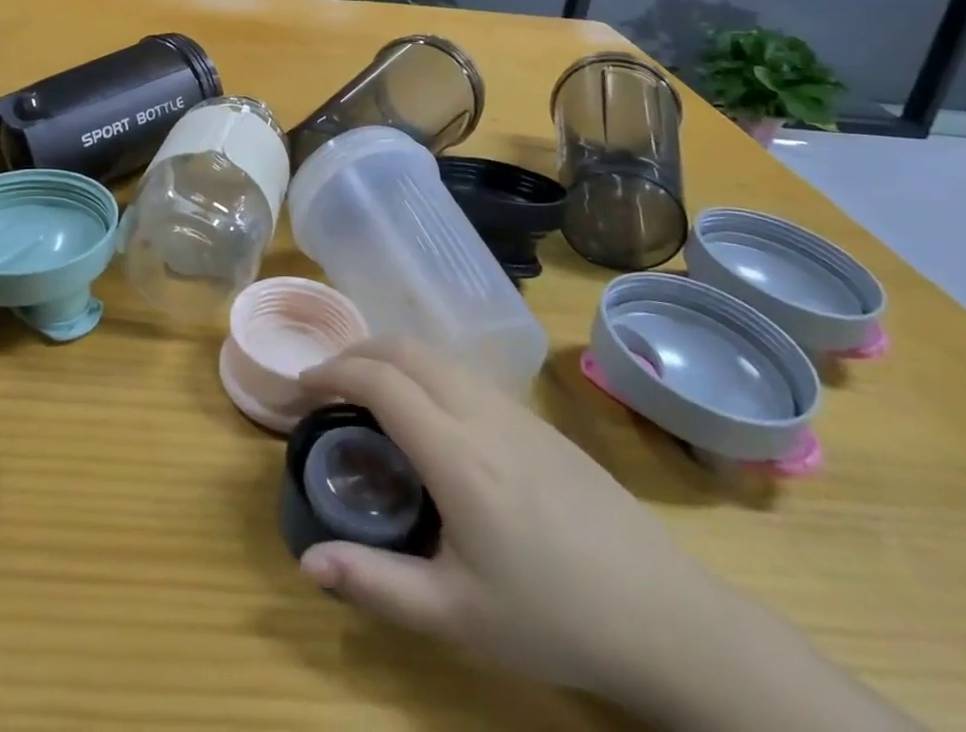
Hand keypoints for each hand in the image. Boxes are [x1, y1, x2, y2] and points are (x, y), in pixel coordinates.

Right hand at [297, 339, 726, 698]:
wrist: (662, 613)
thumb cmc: (553, 617)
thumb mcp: (456, 616)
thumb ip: (376, 584)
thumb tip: (307, 563)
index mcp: (456, 453)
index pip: (381, 380)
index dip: (334, 372)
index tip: (303, 387)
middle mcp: (480, 412)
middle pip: (406, 348)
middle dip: (357, 351)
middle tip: (327, 384)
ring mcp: (512, 409)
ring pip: (437, 354)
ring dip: (391, 356)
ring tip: (367, 392)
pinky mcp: (534, 418)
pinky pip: (463, 372)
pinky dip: (424, 370)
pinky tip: (425, 414)